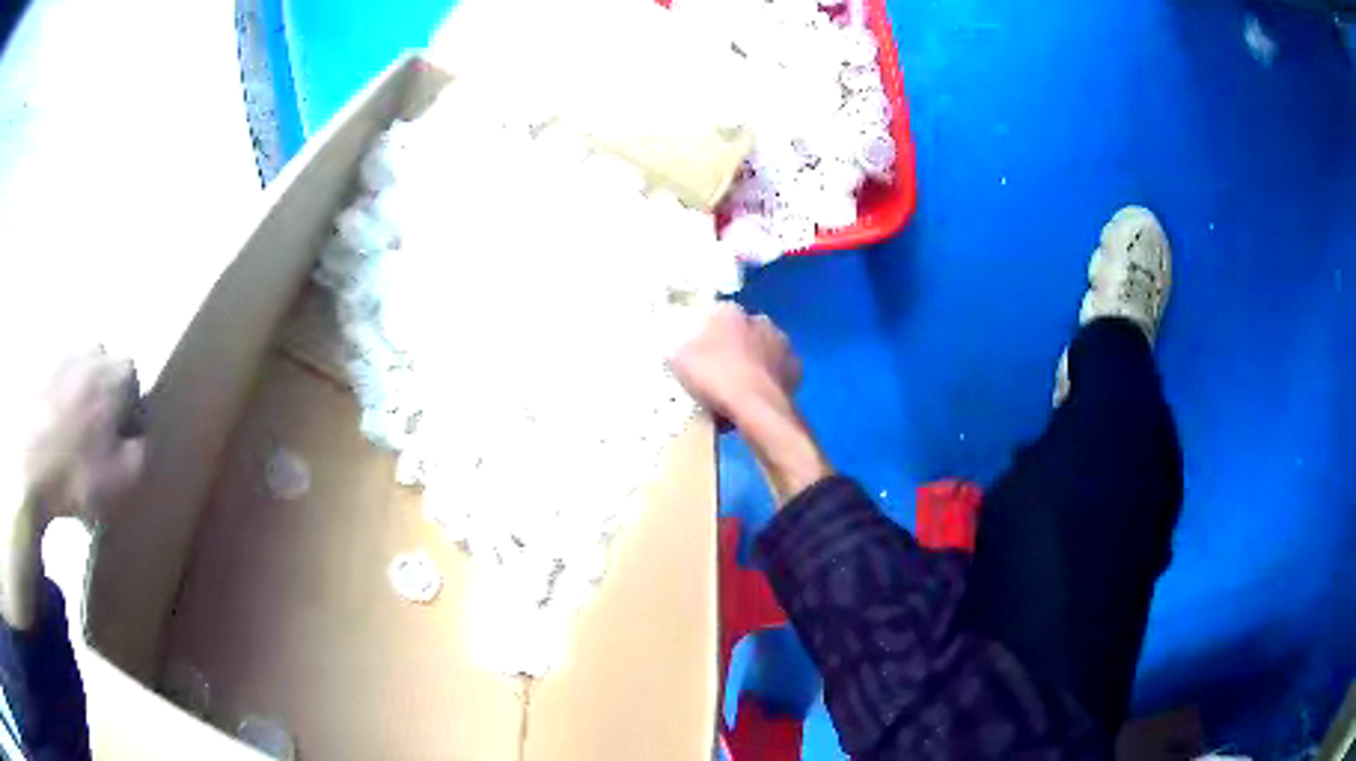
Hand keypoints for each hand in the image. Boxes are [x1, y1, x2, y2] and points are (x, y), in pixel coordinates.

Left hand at [23, 352, 144, 527]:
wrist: (29, 470)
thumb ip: (140, 452)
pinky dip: (59, 401)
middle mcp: (91, 352)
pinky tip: (55, 433)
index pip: (135, 381)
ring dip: (80, 397)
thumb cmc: (77, 475)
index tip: (122, 443)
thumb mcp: (122, 479)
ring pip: (79, 373)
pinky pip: (57, 382)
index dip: (132, 412)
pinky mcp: (41, 369)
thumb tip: (138, 437)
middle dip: (105, 396)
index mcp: (115, 373)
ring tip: (73, 436)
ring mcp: (62, 356)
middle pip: (105, 369)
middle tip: (97, 437)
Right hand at [669, 303, 801, 426]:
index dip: (704, 336)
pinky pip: (775, 373)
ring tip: (736, 392)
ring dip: (751, 365)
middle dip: (731, 349)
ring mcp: (782, 343)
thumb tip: (676, 346)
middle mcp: (759, 320)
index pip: (713, 316)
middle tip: (715, 375)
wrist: (757, 408)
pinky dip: (766, 383)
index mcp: (729, 312)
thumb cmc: (715, 377)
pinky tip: (755, 400)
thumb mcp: (679, 360)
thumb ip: (677, 347)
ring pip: (760, 352)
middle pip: (740, 333)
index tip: (697, 356)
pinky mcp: (795, 368)